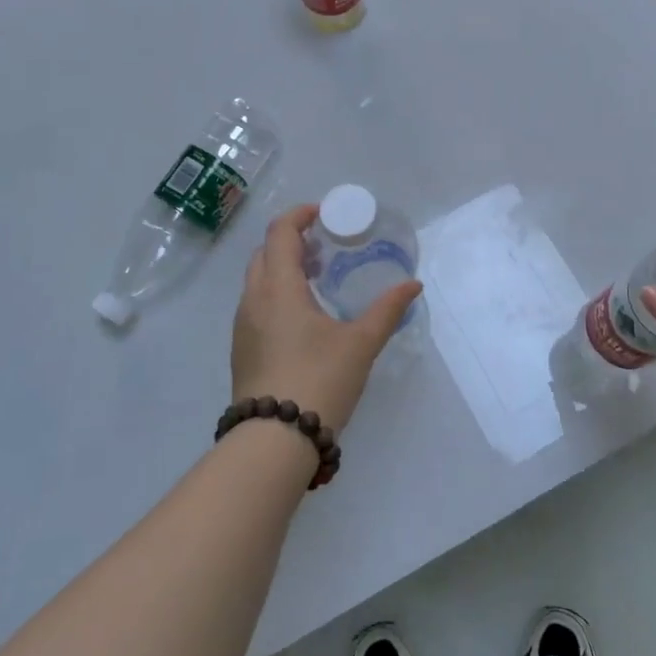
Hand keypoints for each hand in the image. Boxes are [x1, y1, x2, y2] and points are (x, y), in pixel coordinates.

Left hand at [230, 203, 422, 432]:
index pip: (280, 232)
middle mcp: (253, 300)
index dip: (300, 215)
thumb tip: (412, 285)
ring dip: (283, 268)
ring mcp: (242, 326)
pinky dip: (276, 293)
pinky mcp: (242, 349)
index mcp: (279, 288)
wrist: (274, 441)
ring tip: (319, 280)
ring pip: (258, 280)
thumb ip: (387, 310)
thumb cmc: (319, 380)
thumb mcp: (360, 344)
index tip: (325, 214)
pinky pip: (256, 304)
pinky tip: (303, 318)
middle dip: (292, 241)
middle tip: (326, 248)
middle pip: (265, 252)